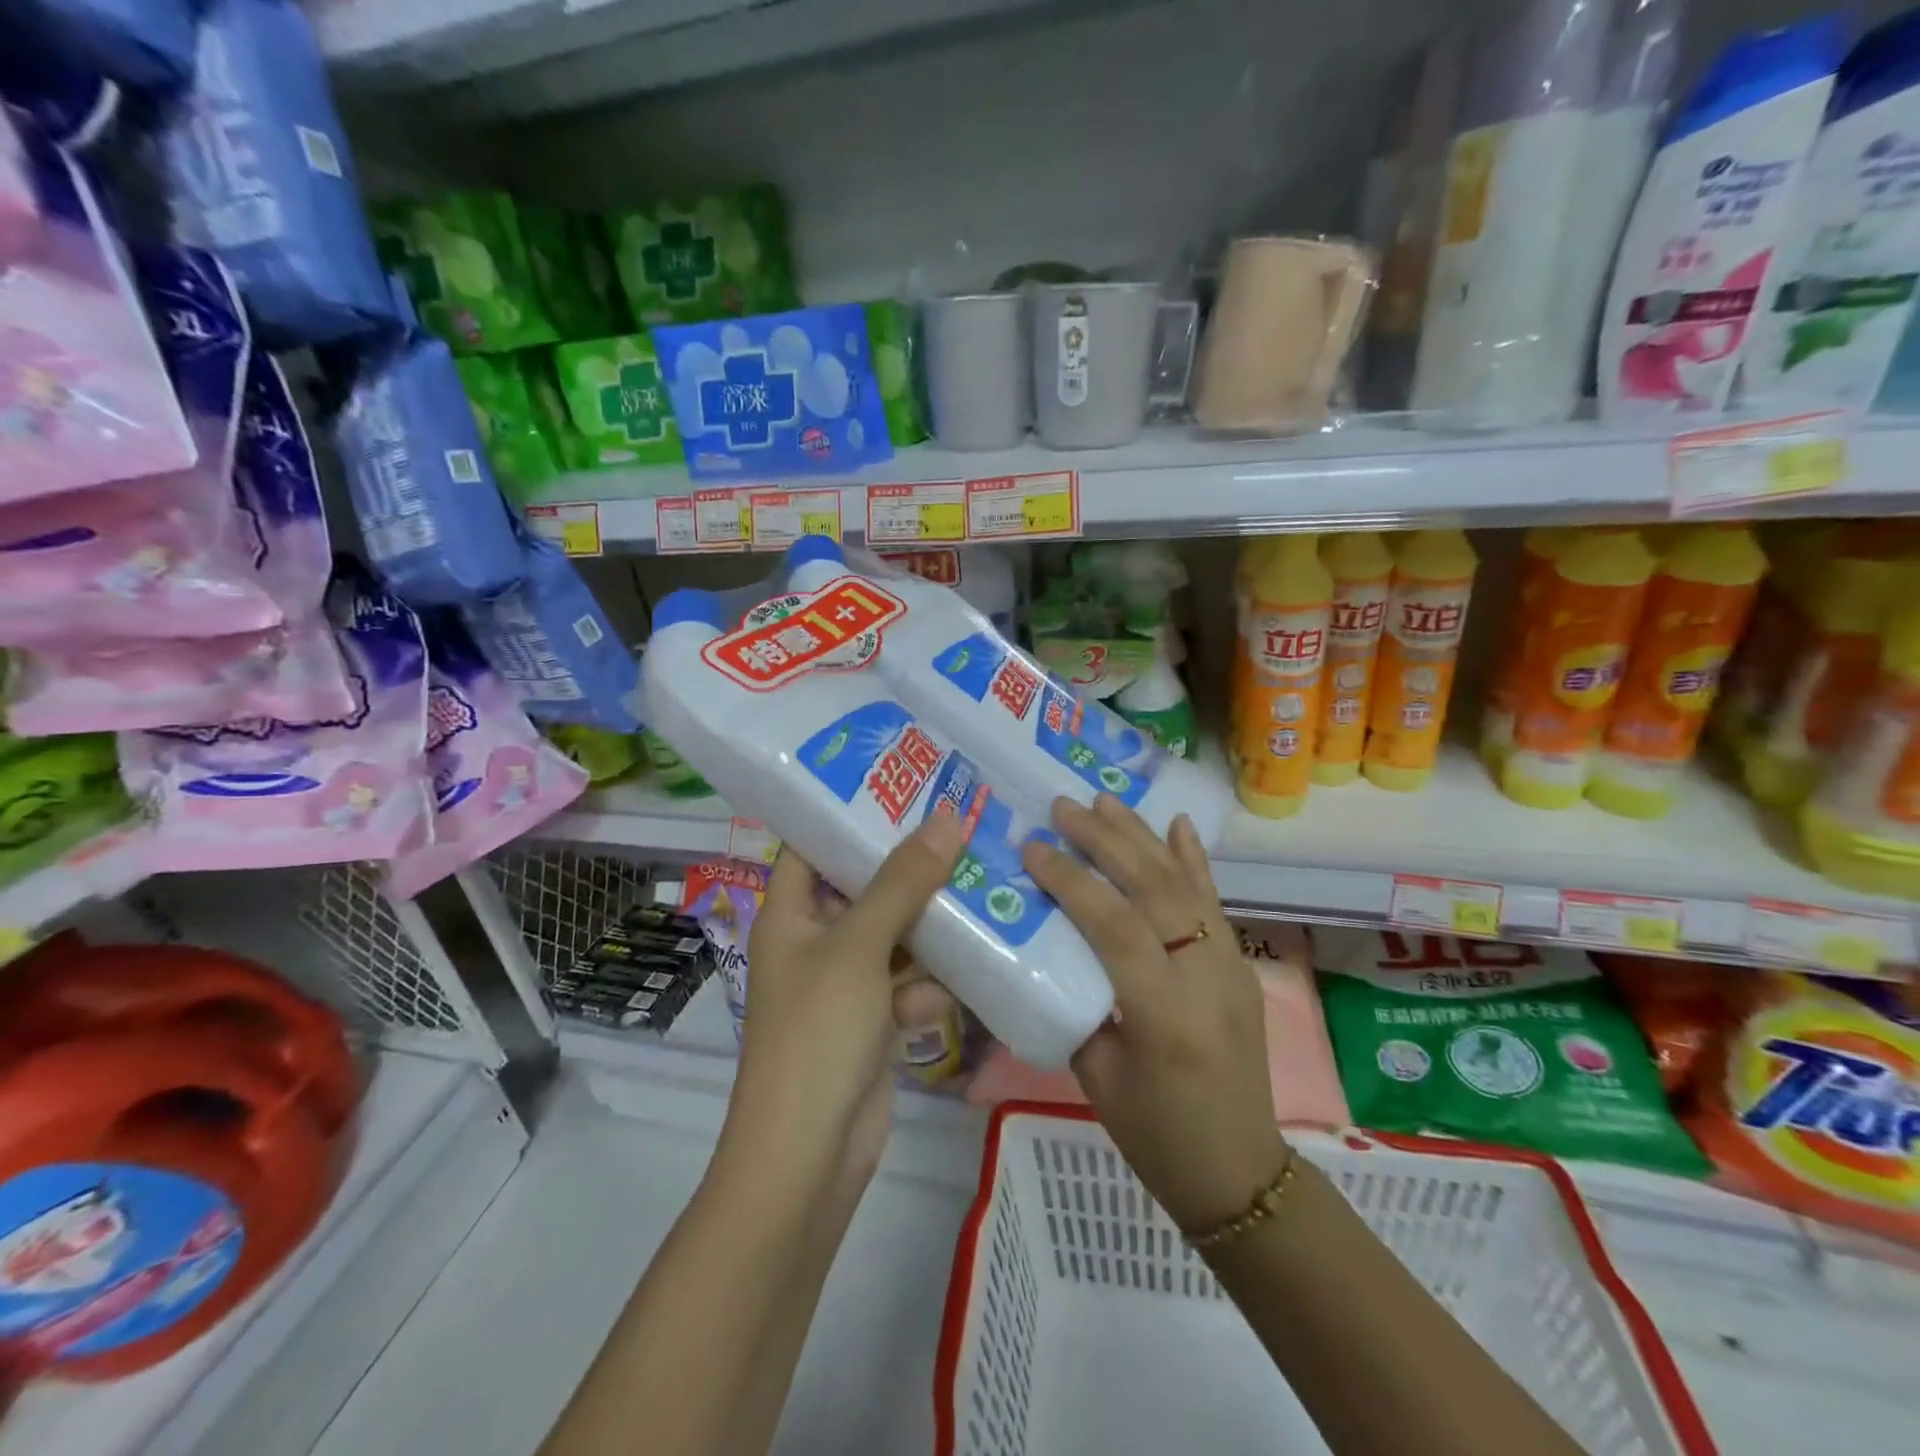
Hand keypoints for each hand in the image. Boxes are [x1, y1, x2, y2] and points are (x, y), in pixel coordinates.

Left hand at [727, 814, 965, 1193]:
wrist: (807, 1158)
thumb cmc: (817, 1033)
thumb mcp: (858, 947)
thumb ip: (903, 882)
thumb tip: (948, 818)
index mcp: (790, 913)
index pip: (814, 844)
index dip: (852, 812)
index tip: (906, 783)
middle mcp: (815, 940)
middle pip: (865, 887)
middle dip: (912, 867)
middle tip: (965, 827)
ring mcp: (845, 983)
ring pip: (896, 935)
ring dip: (933, 925)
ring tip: (984, 887)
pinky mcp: (873, 1021)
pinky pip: (909, 982)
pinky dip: (931, 983)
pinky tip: (967, 975)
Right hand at [1022, 795, 1286, 1234]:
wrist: (1241, 1172)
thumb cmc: (1156, 1137)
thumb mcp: (1097, 1077)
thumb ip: (1076, 1003)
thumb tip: (1046, 947)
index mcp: (1164, 1015)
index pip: (1115, 927)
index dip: (1071, 881)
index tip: (1034, 848)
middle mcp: (1205, 979)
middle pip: (1153, 890)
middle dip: (1106, 841)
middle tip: (1064, 808)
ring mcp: (1230, 967)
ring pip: (1184, 885)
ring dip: (1142, 838)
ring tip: (1104, 801)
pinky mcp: (1240, 966)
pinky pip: (1214, 903)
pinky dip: (1193, 860)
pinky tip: (1176, 824)